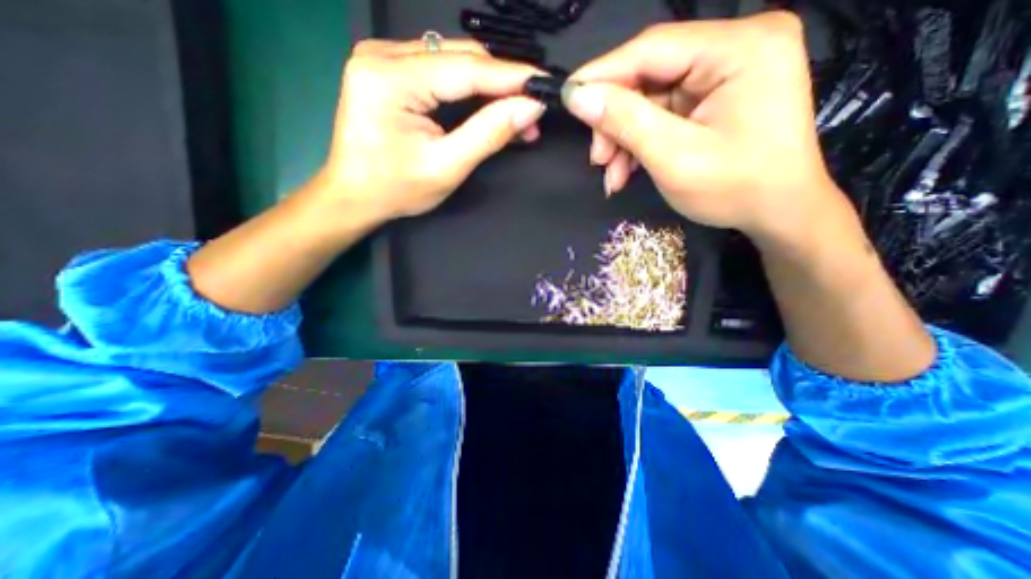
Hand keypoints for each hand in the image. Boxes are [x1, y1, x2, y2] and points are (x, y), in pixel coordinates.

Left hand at [320, 37, 546, 221]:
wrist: (354, 196)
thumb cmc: (396, 189)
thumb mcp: (447, 168)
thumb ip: (489, 135)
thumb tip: (529, 108)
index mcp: (391, 79)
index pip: (466, 68)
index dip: (511, 77)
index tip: (544, 87)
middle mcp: (383, 55)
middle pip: (460, 57)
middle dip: (502, 85)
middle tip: (531, 114)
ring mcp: (383, 58)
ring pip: (453, 61)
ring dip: (489, 87)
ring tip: (516, 115)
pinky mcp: (389, 69)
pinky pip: (441, 70)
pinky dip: (469, 88)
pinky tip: (488, 106)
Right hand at [561, 13, 850, 244]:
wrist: (777, 214)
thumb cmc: (734, 189)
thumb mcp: (673, 157)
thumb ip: (625, 122)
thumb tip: (578, 97)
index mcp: (740, 48)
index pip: (653, 48)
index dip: (603, 74)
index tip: (568, 97)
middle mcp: (736, 47)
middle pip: (650, 76)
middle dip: (616, 122)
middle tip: (598, 159)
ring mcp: (726, 73)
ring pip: (651, 99)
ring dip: (624, 138)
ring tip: (612, 174)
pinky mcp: (715, 97)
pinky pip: (663, 114)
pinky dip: (640, 142)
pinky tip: (627, 169)